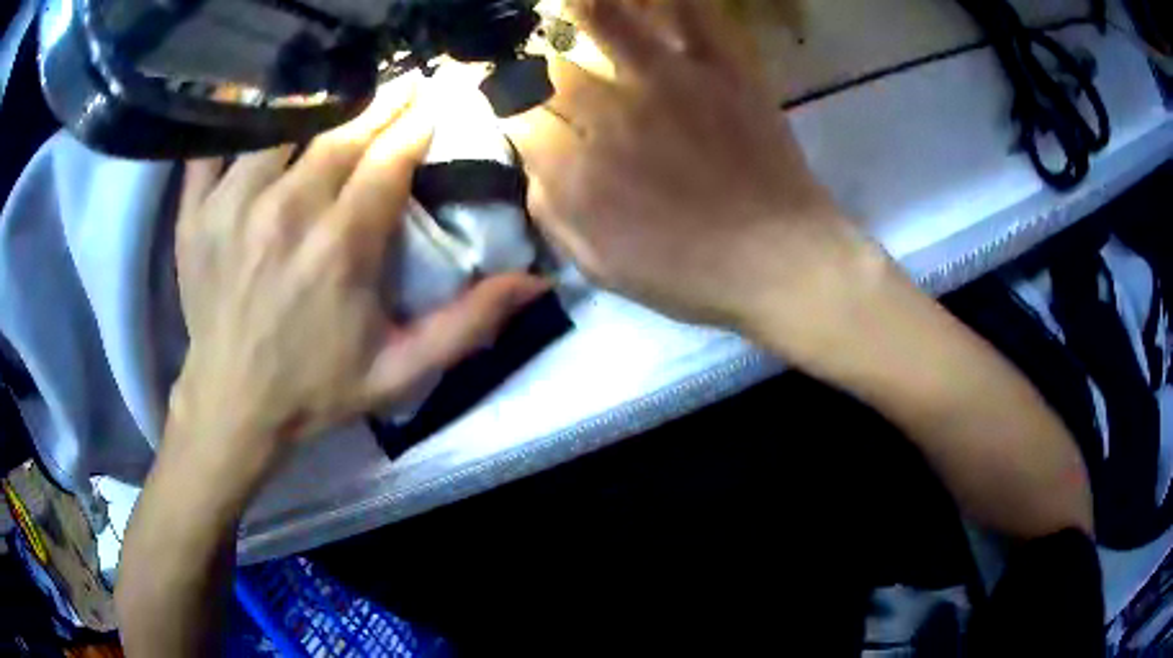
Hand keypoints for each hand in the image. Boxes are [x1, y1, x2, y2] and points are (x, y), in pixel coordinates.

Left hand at [171, 85, 546, 477]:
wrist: (233, 405)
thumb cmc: (315, 389)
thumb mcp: (400, 372)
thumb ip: (467, 325)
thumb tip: (536, 282)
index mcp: (340, 248)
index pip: (389, 159)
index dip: (418, 123)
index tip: (437, 98)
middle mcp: (286, 212)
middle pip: (341, 132)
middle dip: (380, 102)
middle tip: (403, 82)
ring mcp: (232, 206)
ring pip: (283, 124)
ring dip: (319, 100)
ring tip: (344, 86)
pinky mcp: (195, 213)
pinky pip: (213, 146)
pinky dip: (234, 116)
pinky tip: (256, 103)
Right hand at [505, 0, 875, 346]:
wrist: (782, 262)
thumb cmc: (691, 276)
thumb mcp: (600, 267)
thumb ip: (552, 213)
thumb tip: (533, 164)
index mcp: (577, 169)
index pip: (516, 116)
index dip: (505, 105)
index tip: (510, 103)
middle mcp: (611, 114)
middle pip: (549, 64)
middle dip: (534, 60)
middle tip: (542, 61)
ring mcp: (669, 82)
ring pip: (602, 17)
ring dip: (578, 6)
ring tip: (569, 7)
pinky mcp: (721, 69)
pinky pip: (689, 14)